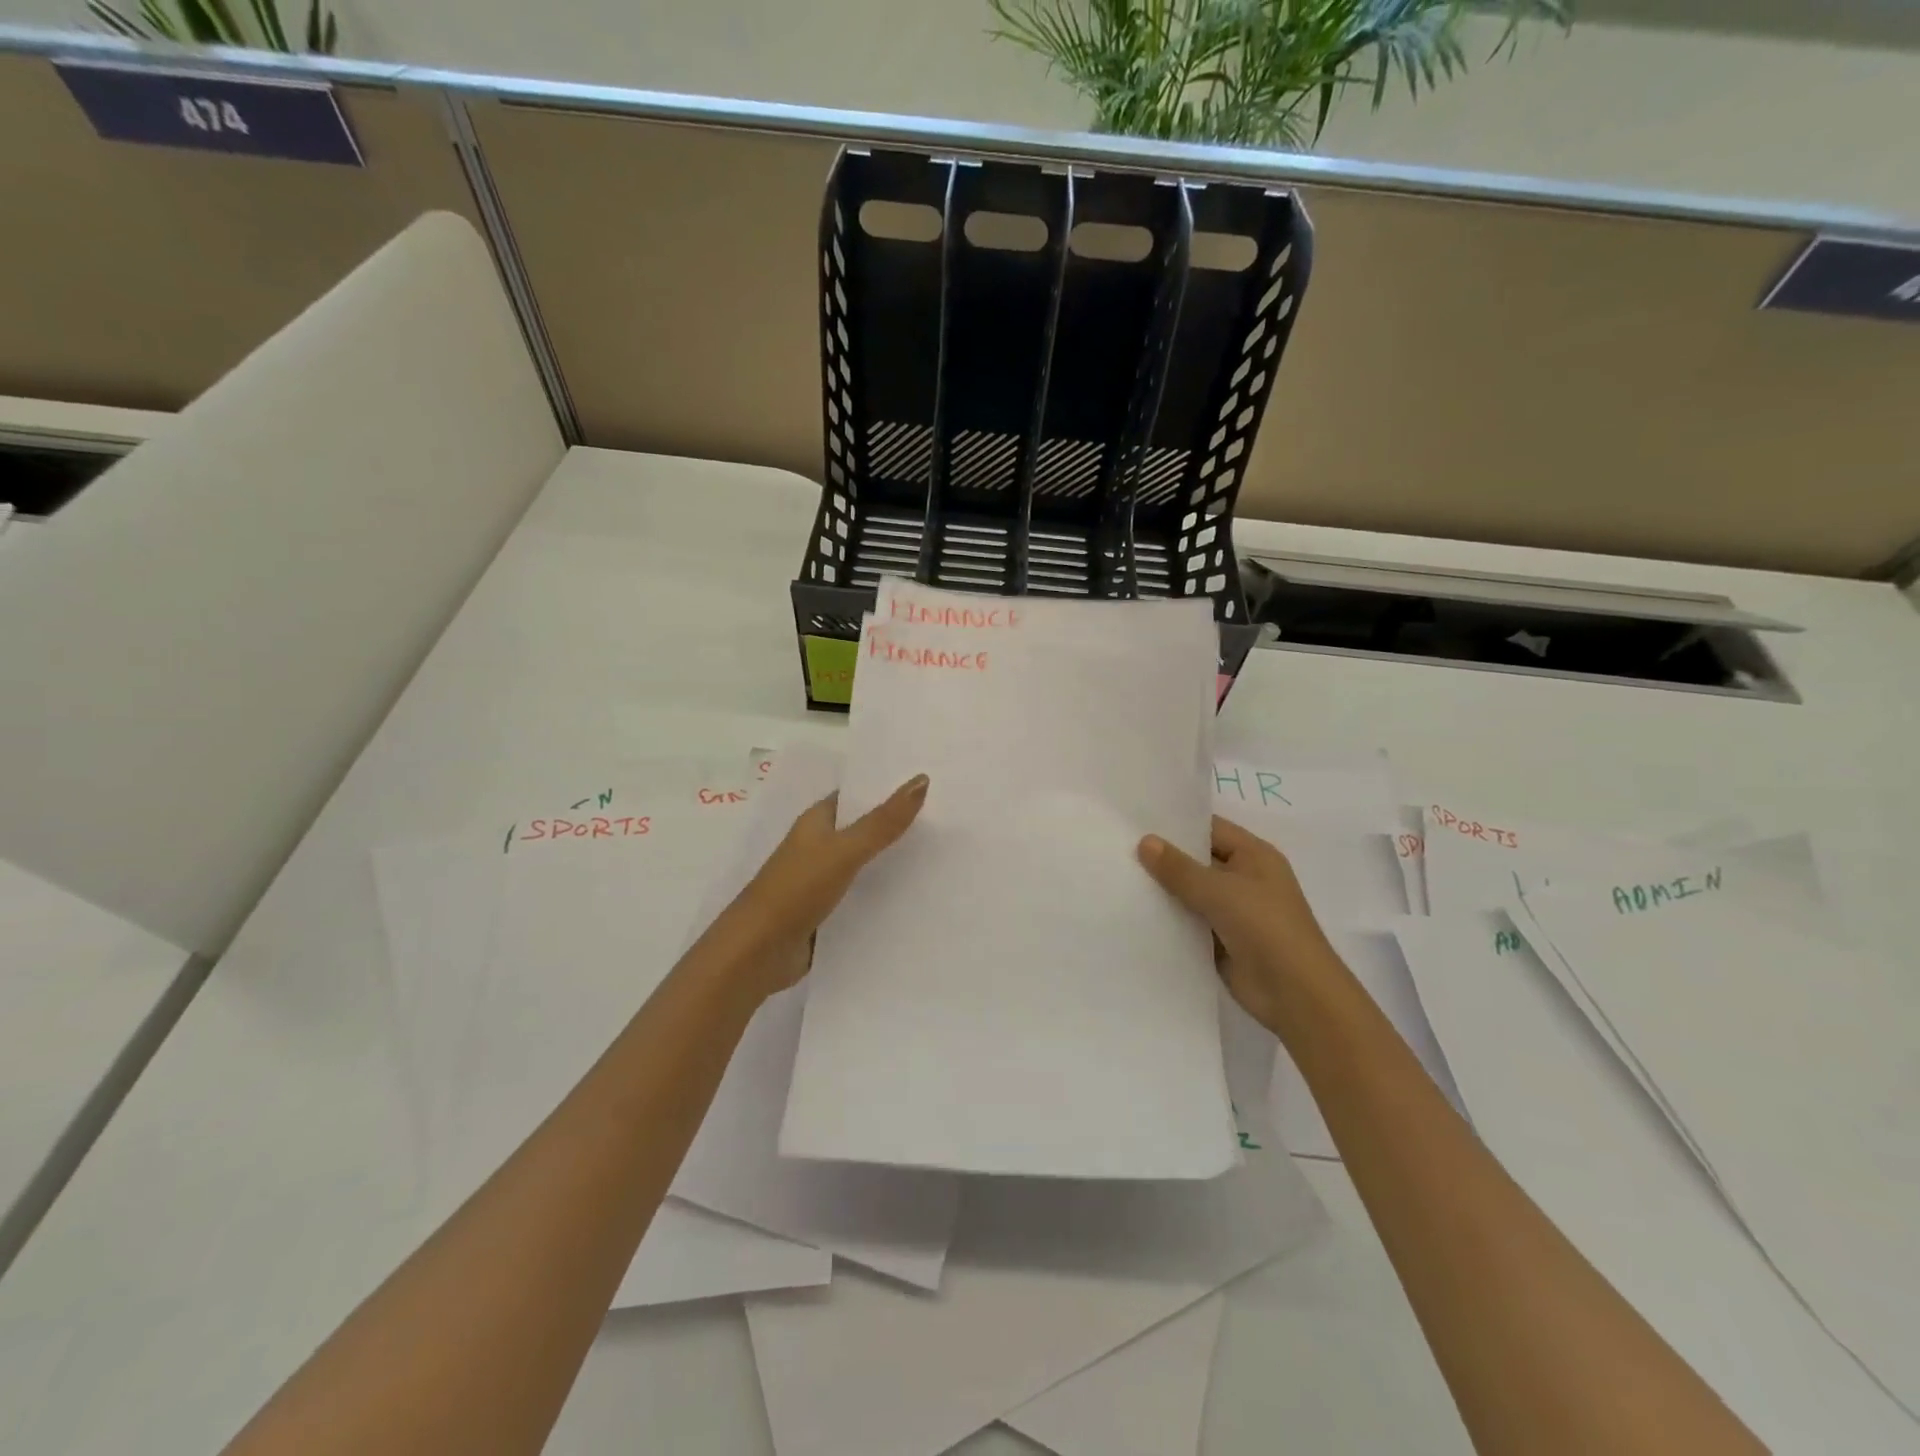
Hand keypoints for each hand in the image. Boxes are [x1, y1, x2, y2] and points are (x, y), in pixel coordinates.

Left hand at [703, 775, 928, 1001]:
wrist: (757, 953)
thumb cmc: (796, 890)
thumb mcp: (844, 851)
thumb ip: (883, 821)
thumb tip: (922, 779)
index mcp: (817, 822)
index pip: (858, 795)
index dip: (889, 788)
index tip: (932, 784)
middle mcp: (819, 847)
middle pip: (866, 830)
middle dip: (900, 826)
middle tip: (950, 820)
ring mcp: (822, 881)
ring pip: (867, 865)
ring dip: (896, 863)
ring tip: (945, 856)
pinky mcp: (828, 913)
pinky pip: (864, 897)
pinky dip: (886, 896)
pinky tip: (919, 897)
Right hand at [1138, 815, 1337, 1033]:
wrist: (1295, 994)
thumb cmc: (1265, 928)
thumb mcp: (1219, 891)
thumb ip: (1179, 868)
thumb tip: (1144, 841)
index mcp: (1254, 855)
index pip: (1210, 828)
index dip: (1176, 824)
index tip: (1136, 820)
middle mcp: (1244, 878)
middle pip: (1198, 860)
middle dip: (1163, 857)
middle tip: (1118, 846)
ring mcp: (1233, 911)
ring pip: (1190, 892)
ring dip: (1163, 889)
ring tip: (1117, 875)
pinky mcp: (1221, 940)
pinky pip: (1189, 921)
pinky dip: (1168, 918)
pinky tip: (1133, 912)